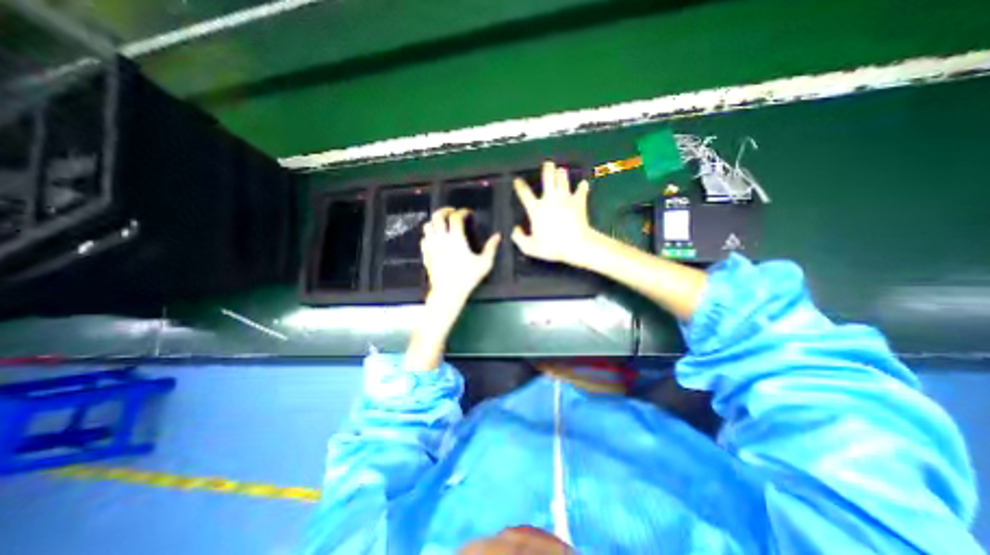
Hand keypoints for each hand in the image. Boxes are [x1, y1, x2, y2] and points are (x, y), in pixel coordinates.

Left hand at [420, 206, 503, 303]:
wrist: (447, 292)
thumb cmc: (467, 278)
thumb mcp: (484, 263)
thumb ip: (491, 248)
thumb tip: (498, 236)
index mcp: (456, 238)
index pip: (456, 217)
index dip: (462, 211)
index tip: (468, 212)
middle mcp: (441, 238)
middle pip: (437, 216)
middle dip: (445, 210)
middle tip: (452, 212)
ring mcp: (431, 246)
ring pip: (427, 226)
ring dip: (435, 222)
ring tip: (443, 224)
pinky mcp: (426, 254)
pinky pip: (423, 239)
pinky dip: (429, 235)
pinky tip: (435, 239)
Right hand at [515, 160, 589, 264]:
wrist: (576, 245)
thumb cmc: (552, 247)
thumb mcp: (530, 247)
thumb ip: (519, 238)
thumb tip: (514, 229)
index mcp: (537, 209)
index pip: (525, 194)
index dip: (519, 186)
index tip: (517, 180)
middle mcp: (550, 200)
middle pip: (548, 179)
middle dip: (547, 170)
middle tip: (548, 164)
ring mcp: (565, 199)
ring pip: (563, 181)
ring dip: (562, 175)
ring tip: (562, 170)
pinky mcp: (579, 202)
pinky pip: (581, 191)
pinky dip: (582, 187)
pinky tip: (583, 185)